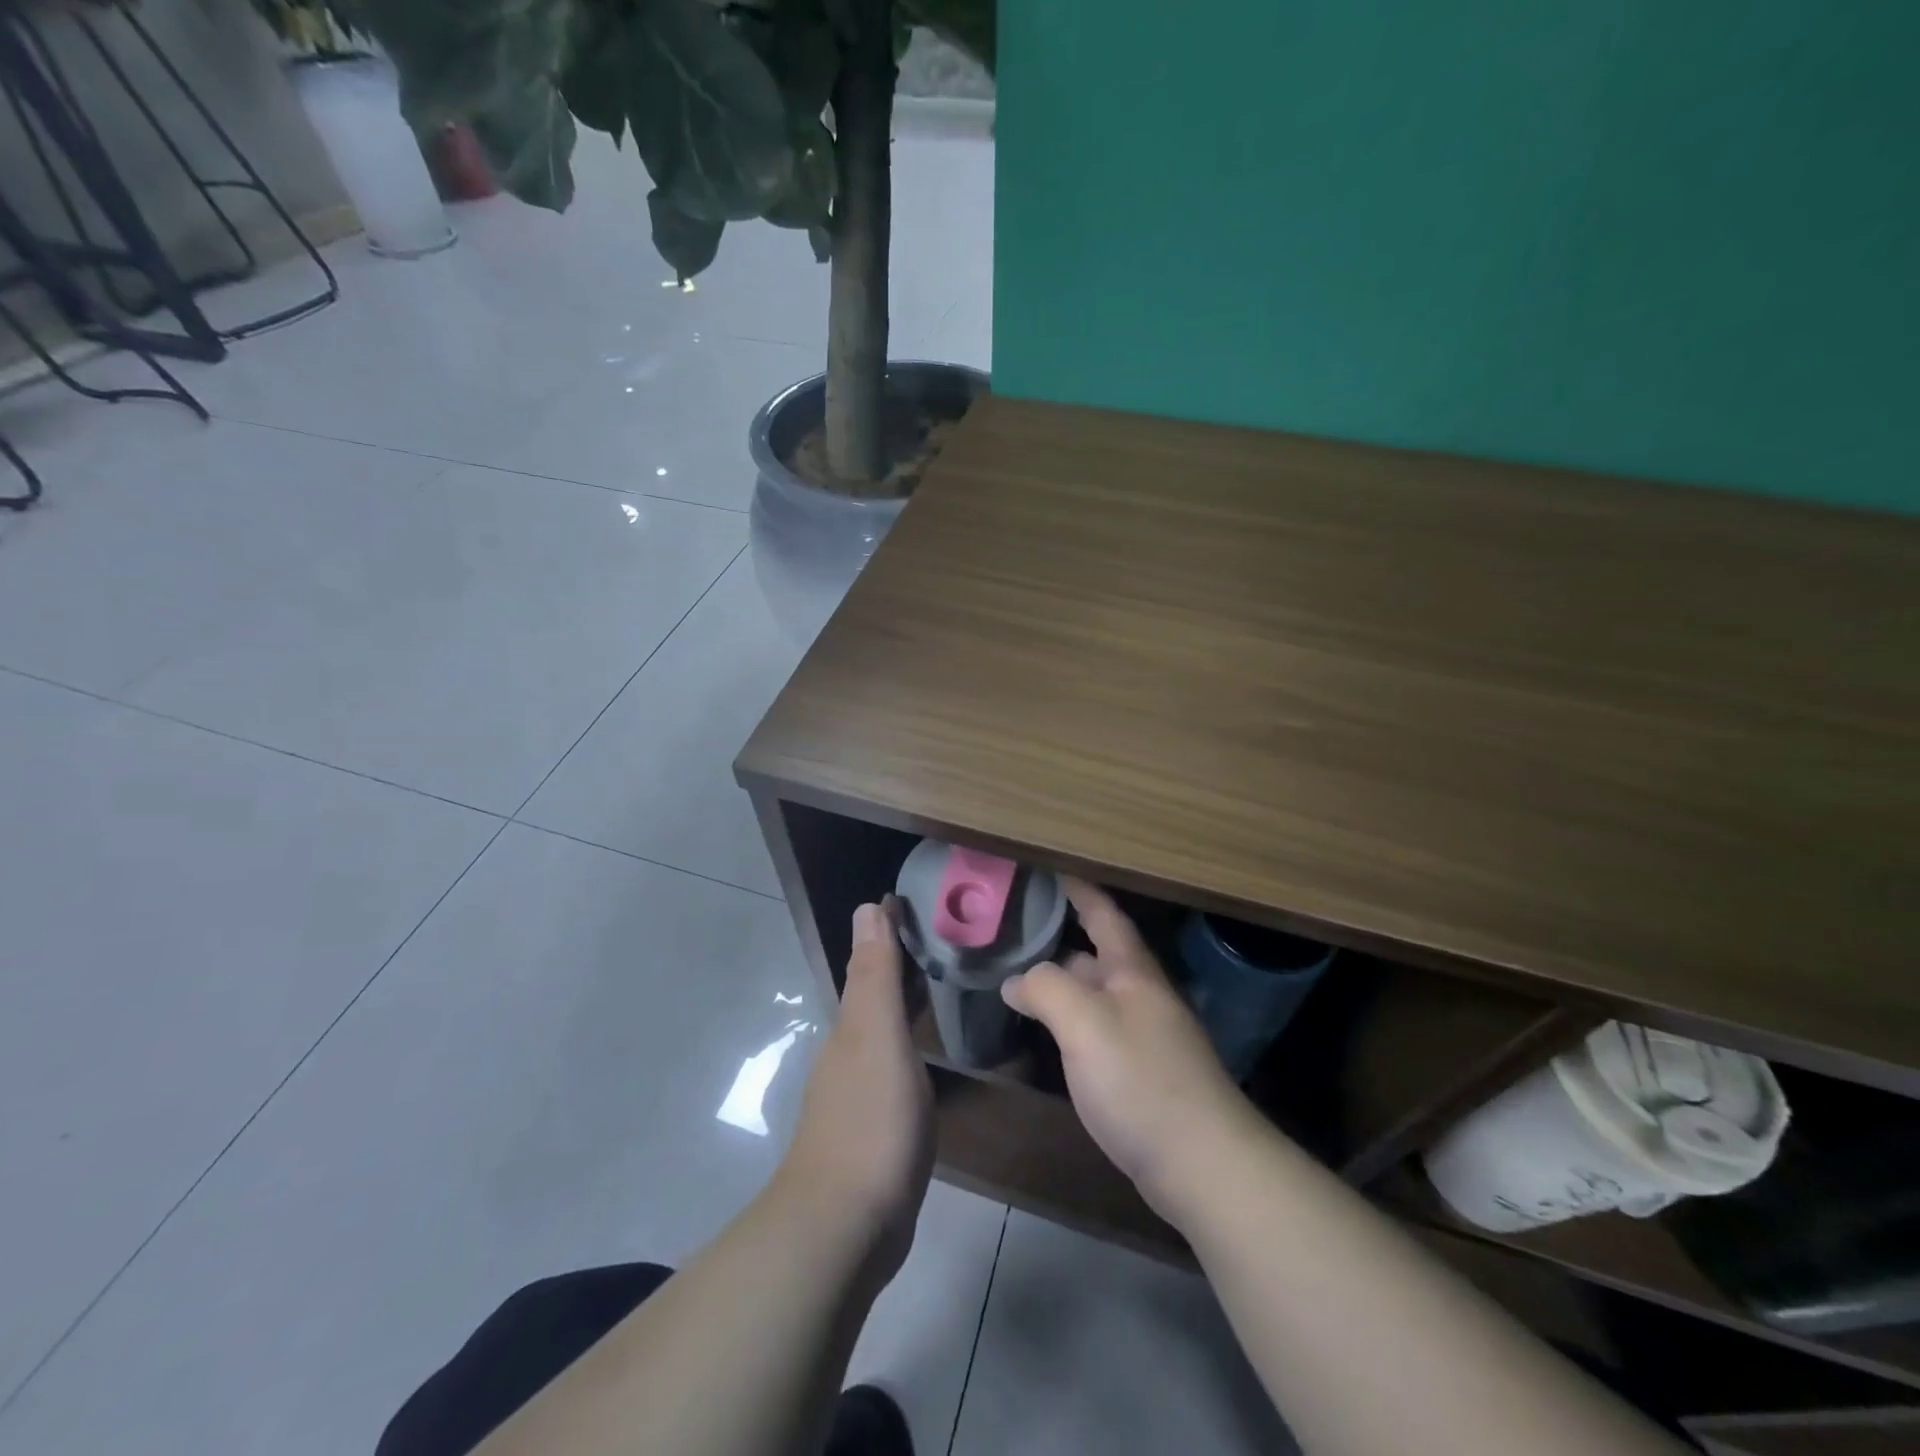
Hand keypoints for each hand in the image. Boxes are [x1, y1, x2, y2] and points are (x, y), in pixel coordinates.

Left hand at [777, 899, 933, 1277]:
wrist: (844, 1227)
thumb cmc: (870, 1121)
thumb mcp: (877, 1038)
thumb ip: (876, 975)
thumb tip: (867, 906)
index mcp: (852, 1025)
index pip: (872, 961)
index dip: (890, 930)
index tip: (915, 901)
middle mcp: (849, 1050)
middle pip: (875, 992)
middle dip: (899, 961)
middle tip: (942, 937)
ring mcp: (858, 1090)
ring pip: (882, 1027)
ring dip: (903, 1001)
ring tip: (939, 982)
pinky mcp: (874, 1126)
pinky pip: (894, 1063)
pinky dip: (909, 1041)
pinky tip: (925, 1052)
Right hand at [1001, 880, 1259, 1222]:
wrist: (1203, 1164)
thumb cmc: (1141, 1080)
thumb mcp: (1085, 1024)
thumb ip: (1046, 989)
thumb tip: (1016, 980)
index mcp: (1133, 972)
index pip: (1104, 914)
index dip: (1079, 890)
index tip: (1050, 870)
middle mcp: (1141, 996)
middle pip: (1096, 956)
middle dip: (1058, 940)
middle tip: (1012, 932)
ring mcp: (1143, 1036)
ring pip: (1094, 995)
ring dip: (1060, 984)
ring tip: (1015, 979)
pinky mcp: (1140, 1074)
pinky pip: (1096, 1031)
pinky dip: (1068, 1022)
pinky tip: (1047, 1033)